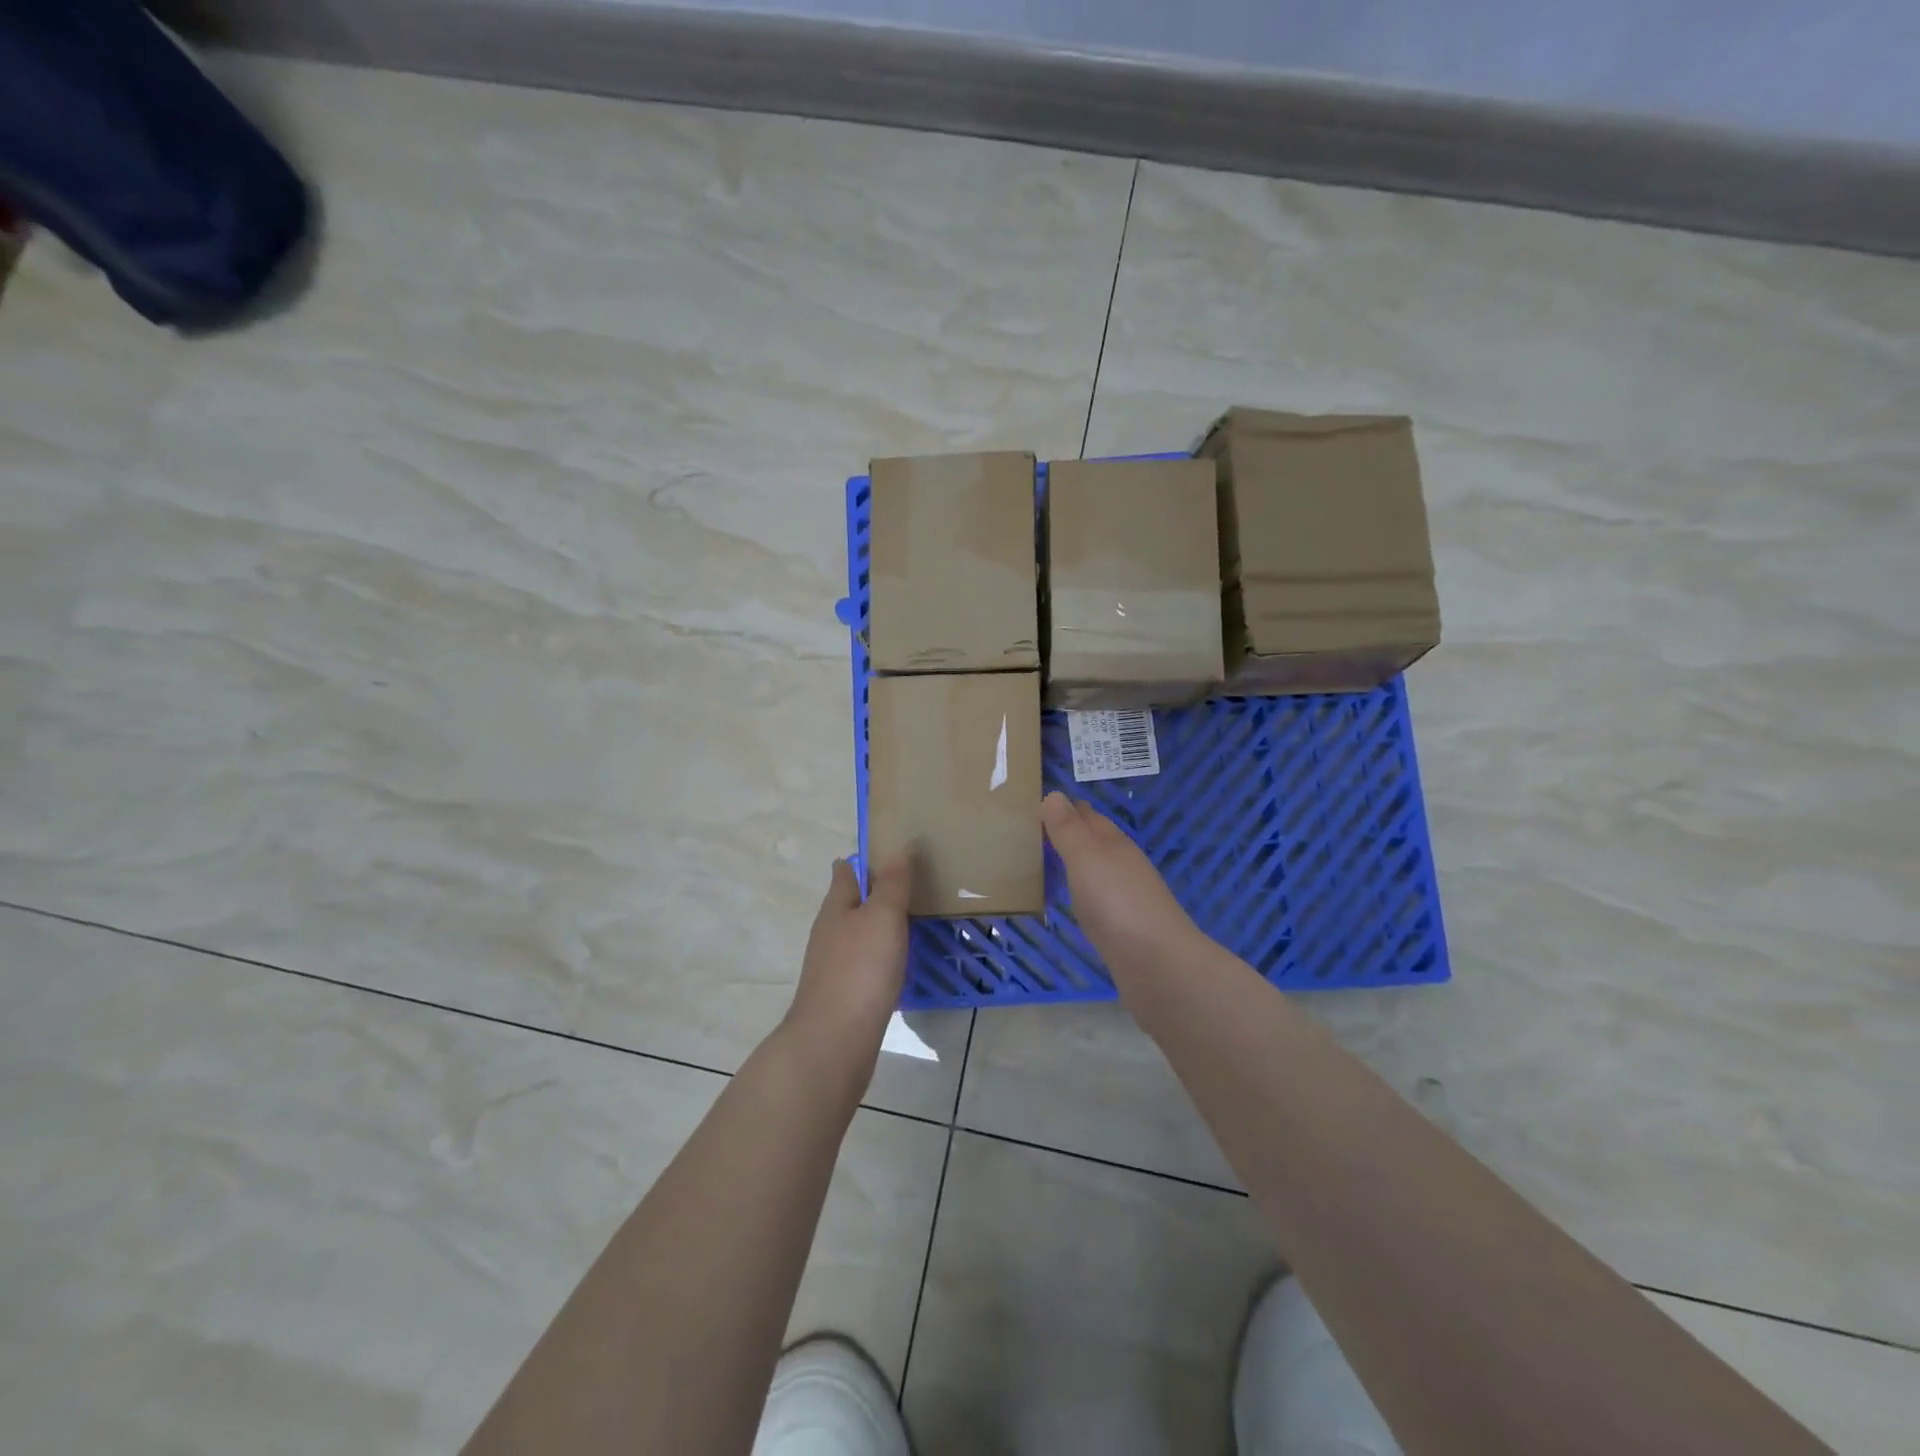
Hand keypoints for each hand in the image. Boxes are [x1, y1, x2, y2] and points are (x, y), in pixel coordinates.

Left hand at [784, 855, 912, 1061]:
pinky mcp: (844, 995)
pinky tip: (899, 963)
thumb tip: (897, 849)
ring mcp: (833, 966)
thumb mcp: (882, 917)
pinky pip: (865, 965)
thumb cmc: (860, 969)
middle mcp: (830, 933)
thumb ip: (892, 884)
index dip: (861, 861)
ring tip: (911, 921)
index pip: (845, 873)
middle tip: (909, 884)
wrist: (834, 1041)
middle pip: (850, 904)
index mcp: (836, 908)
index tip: (885, 852)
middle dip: (873, 893)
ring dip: (878, 927)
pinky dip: (881, 957)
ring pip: (858, 936)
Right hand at [1041, 792, 1197, 973]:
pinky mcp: (1125, 929)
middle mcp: (1124, 866)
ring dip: (1077, 863)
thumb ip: (1068, 829)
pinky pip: (1099, 900)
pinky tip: (1073, 902)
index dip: (1066, 809)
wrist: (1158, 966)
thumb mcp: (1086, 858)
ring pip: (1098, 871)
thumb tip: (1054, 794)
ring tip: (1046, 863)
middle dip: (1071, 833)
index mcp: (1115, 844)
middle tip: (1034, 831)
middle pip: (1095, 841)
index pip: (1088, 816)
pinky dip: (1083, 893)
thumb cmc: (1118, 904)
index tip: (1037, 805)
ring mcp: (1127, 898)